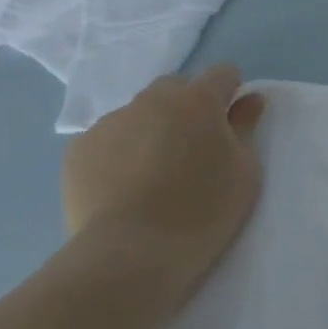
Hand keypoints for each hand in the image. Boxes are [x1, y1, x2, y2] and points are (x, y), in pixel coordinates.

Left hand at [61, 65, 267, 309]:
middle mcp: (151, 100)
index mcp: (197, 100)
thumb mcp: (244, 171)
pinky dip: (120, 152)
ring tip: (154, 172)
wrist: (130, 255)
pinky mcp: (78, 151)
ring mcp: (110, 123)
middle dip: (188, 105)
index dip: (231, 93)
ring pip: (138, 112)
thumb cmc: (202, 211)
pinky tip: (124, 187)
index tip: (231, 123)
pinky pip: (108, 139)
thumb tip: (249, 99)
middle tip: (194, 148)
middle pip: (176, 87)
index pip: (222, 73)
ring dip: (152, 127)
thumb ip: (246, 127)